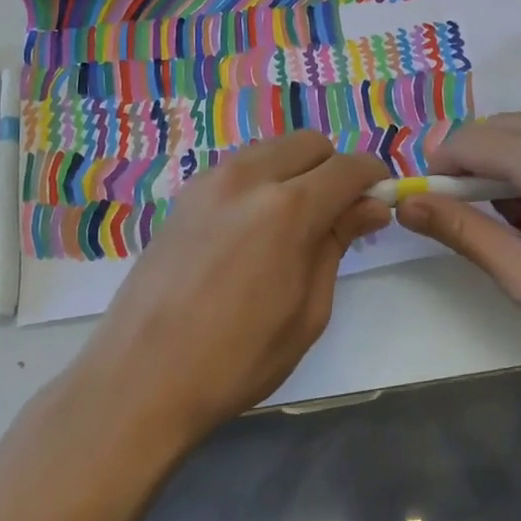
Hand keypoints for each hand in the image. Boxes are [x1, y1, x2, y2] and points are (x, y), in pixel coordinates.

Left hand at [76, 132, 389, 446]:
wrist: (140, 378)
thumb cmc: (237, 360)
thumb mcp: (307, 311)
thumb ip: (337, 244)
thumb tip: (371, 206)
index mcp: (287, 209)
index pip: (348, 167)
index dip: (373, 180)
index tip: (379, 203)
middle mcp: (248, 177)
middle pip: (309, 143)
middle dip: (333, 168)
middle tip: (337, 215)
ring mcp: (209, 181)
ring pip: (271, 149)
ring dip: (295, 170)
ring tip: (293, 222)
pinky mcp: (184, 195)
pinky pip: (238, 167)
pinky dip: (261, 180)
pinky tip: (253, 227)